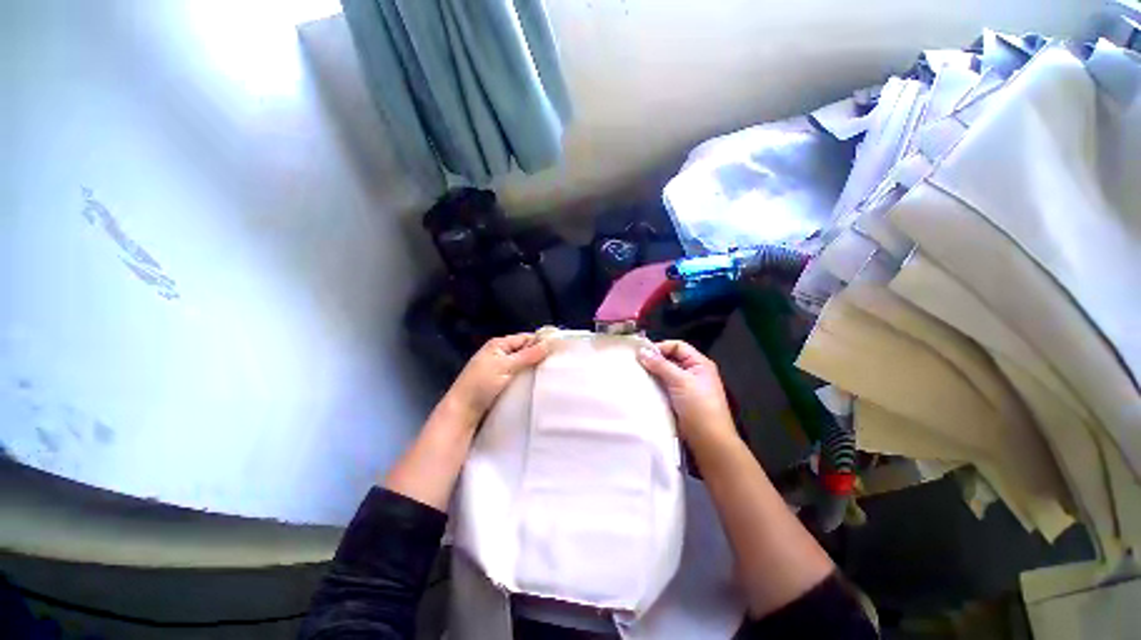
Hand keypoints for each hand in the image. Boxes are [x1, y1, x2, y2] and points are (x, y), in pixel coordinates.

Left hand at [444, 333, 549, 426]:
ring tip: (552, 374)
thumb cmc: (481, 384)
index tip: (559, 349)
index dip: (541, 342)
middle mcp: (501, 354)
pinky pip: (520, 377)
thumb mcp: (506, 366)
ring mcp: (501, 369)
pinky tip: (539, 384)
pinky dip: (528, 379)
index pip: (525, 338)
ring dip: (535, 369)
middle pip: (526, 351)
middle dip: (540, 356)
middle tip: (558, 364)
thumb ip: (528, 355)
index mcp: (499, 344)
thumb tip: (549, 343)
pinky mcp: (502, 383)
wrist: (462, 412)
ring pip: (524, 365)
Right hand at [637, 340, 735, 445]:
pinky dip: (654, 385)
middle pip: (671, 359)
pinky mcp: (679, 400)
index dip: (661, 347)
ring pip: (666, 374)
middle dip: (654, 360)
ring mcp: (686, 387)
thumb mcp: (680, 381)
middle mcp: (693, 372)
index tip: (642, 354)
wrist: (709, 441)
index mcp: (700, 364)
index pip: (678, 346)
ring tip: (636, 374)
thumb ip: (661, 365)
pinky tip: (643, 387)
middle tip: (635, 363)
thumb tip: (642, 351)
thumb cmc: (698, 407)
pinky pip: (664, 387)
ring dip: (653, 373)